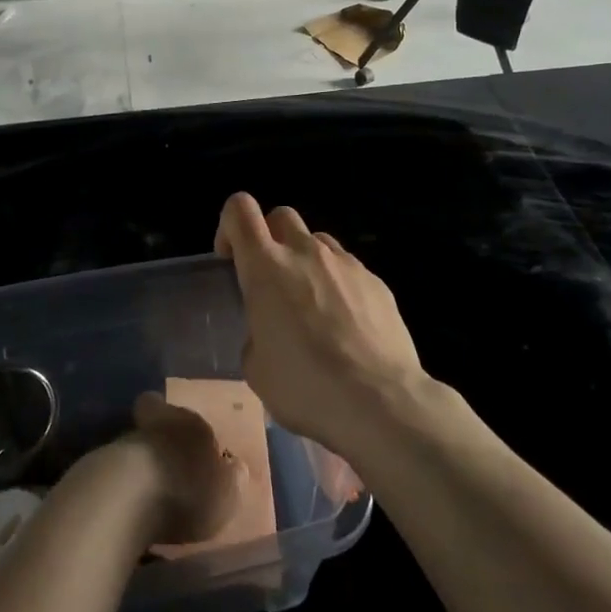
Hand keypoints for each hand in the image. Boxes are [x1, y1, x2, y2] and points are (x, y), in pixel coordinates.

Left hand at [117, 393, 244, 547]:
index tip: (190, 448)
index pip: (189, 417)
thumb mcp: (225, 496)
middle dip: (160, 442)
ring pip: (134, 447)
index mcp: (193, 424)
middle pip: (157, 424)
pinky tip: (126, 508)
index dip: (187, 429)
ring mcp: (123, 441)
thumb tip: (238, 468)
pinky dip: (120, 486)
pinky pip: (114, 471)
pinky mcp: (97, 464)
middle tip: (167, 469)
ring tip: (146, 496)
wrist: (124, 497)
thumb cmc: (186, 492)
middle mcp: (157, 423)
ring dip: (139, 467)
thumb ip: (233, 482)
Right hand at [214, 192, 426, 457]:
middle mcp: (305, 252)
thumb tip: (268, 332)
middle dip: (270, 238)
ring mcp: (345, 263)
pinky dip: (338, 284)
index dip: (229, 226)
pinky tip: (346, 324)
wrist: (381, 401)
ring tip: (311, 303)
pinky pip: (347, 268)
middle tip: (270, 280)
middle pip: (281, 215)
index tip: (231, 259)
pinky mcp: (376, 280)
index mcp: (265, 268)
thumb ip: (255, 334)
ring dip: (306, 259)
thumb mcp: (257, 369)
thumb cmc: (306, 386)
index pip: (240, 210)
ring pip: (317, 239)